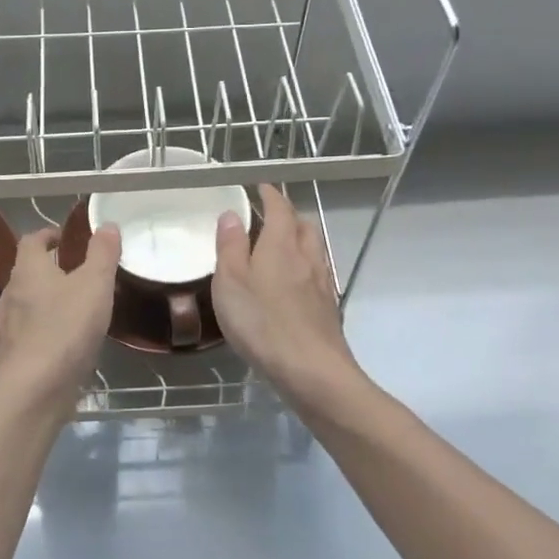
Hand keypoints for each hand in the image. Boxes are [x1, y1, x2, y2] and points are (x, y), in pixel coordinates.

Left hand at [0, 224, 119, 416]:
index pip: (31, 241)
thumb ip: (103, 253)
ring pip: (23, 305)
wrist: (34, 390)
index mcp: (28, 271)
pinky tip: (58, 345)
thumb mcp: (95, 284)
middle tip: (75, 274)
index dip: (47, 235)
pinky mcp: (8, 357)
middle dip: (48, 270)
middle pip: (26, 273)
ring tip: (71, 310)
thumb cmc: (66, 328)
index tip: (64, 238)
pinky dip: (39, 332)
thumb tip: (107, 225)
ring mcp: (5, 327)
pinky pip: (23, 335)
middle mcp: (9, 294)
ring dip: (43, 302)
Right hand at [213, 184, 362, 406]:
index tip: (260, 187)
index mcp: (282, 245)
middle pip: (303, 225)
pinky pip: (318, 273)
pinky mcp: (328, 308)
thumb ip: (230, 246)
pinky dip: (305, 266)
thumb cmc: (262, 323)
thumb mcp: (230, 282)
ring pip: (314, 248)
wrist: (312, 370)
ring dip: (299, 239)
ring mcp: (322, 283)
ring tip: (280, 246)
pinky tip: (293, 283)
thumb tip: (232, 214)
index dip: (270, 194)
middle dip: (288, 215)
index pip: (280, 208)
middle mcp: (307, 257)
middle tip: (268, 217)